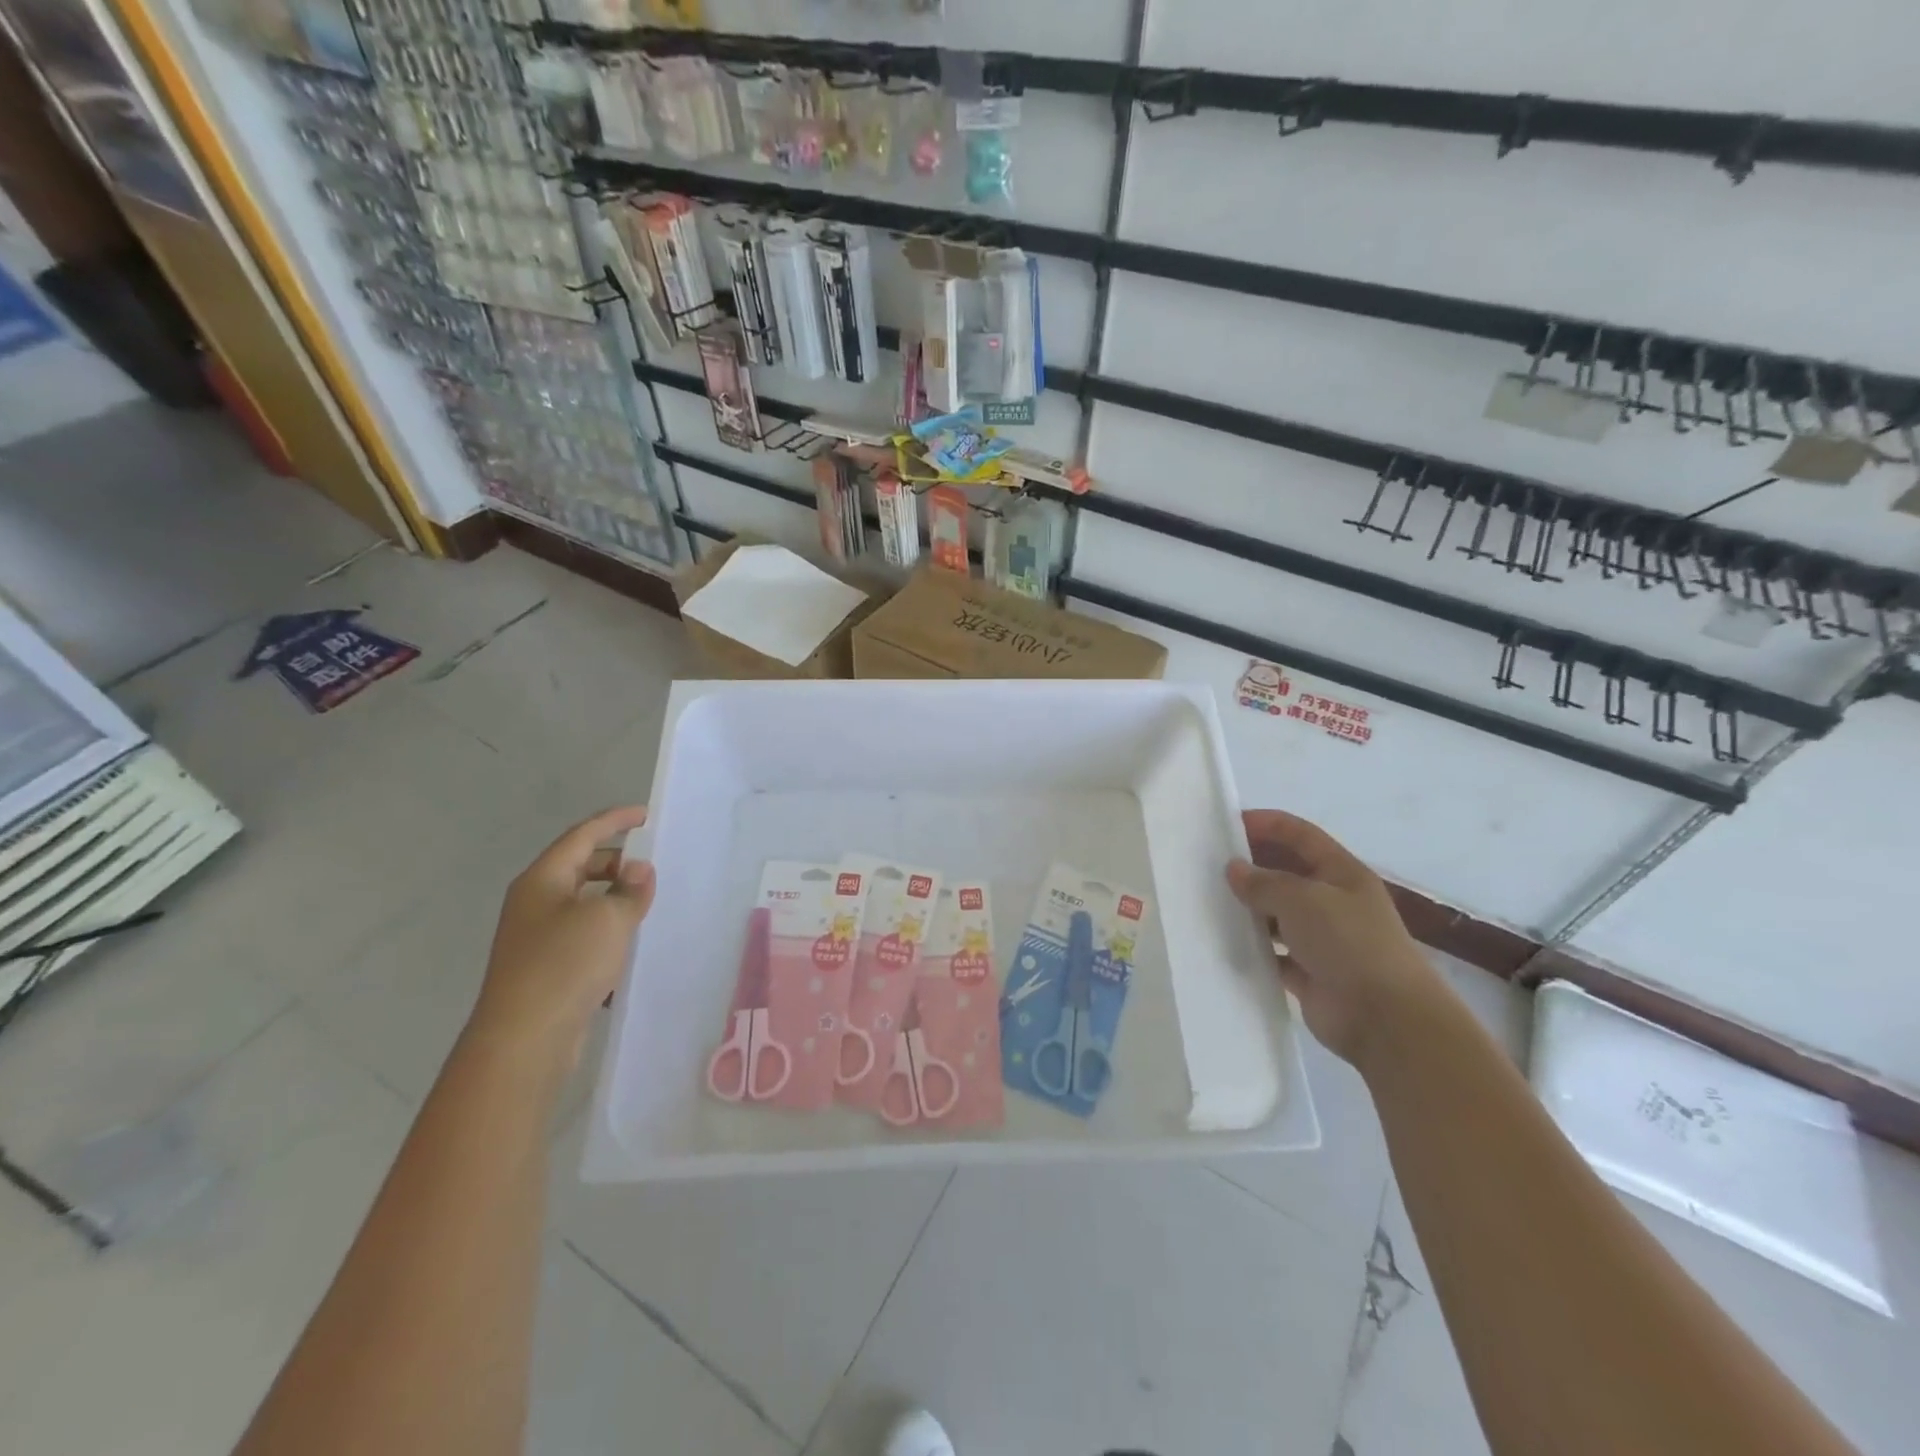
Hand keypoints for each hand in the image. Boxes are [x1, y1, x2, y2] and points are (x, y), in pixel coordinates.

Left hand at [468, 806, 655, 1071]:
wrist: (524, 1040)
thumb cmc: (564, 965)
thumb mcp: (609, 918)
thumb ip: (630, 889)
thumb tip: (638, 870)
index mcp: (542, 880)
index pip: (582, 836)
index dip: (614, 821)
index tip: (645, 815)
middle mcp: (535, 902)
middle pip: (580, 867)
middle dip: (617, 862)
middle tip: (652, 865)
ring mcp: (536, 937)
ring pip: (582, 903)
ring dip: (614, 898)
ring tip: (648, 903)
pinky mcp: (545, 968)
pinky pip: (582, 934)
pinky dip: (607, 930)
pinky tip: (630, 944)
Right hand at [1226, 809, 1444, 1070]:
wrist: (1386, 1019)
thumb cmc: (1349, 944)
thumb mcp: (1302, 900)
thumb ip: (1264, 882)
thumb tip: (1234, 869)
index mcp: (1341, 873)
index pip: (1300, 835)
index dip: (1267, 824)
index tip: (1226, 823)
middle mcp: (1333, 901)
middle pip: (1286, 872)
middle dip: (1252, 865)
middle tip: (1208, 864)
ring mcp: (1321, 938)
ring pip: (1277, 913)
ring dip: (1249, 908)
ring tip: (1208, 901)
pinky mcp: (1309, 972)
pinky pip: (1273, 953)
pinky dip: (1253, 948)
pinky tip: (1223, 942)